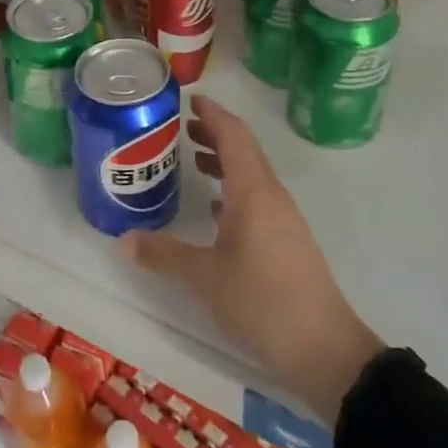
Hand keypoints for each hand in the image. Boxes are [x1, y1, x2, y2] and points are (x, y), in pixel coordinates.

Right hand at [121, 95, 383, 423]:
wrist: (323, 348)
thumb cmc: (262, 300)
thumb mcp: (205, 277)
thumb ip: (164, 254)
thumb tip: (124, 240)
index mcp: (253, 190)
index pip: (234, 135)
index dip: (213, 114)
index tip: (190, 100)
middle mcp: (271, 195)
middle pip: (243, 150)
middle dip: (214, 134)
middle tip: (181, 128)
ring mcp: (283, 218)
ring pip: (250, 175)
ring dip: (223, 162)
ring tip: (191, 161)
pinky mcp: (286, 240)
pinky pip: (256, 198)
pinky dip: (232, 190)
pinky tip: (214, 209)